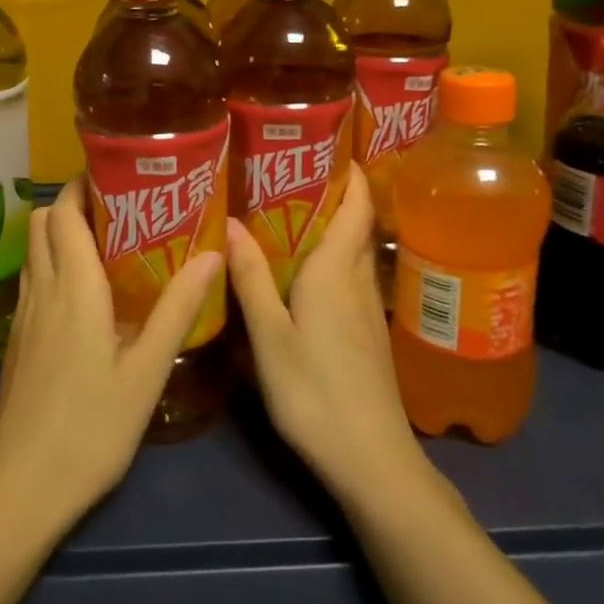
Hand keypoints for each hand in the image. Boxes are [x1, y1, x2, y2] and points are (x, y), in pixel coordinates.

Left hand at [0, 178, 223, 533]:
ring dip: (61, 232)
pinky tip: (87, 293)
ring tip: (109, 241)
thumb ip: (178, 308)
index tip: (116, 174)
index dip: (83, 184)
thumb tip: (212, 254)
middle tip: (120, 208)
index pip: (65, 212)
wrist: (23, 488)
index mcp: (74, 288)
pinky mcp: (17, 340)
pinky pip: (33, 280)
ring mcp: (23, 316)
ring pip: (35, 250)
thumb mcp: (146, 370)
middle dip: (73, 202)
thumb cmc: (92, 427)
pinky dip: (54, 264)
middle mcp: (42, 290)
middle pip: (43, 222)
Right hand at [227, 167, 425, 503]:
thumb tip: (231, 221)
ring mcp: (367, 311)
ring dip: (332, 227)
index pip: (356, 207)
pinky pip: (349, 279)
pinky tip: (304, 273)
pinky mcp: (367, 335)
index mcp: (335, 273)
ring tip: (289, 212)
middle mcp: (357, 282)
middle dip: (334, 194)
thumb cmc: (316, 393)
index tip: (331, 144)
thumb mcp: (271, 338)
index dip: (351, 173)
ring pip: (352, 254)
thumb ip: (252, 280)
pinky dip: (331, 260)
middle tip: (290, 172)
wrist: (372, 460)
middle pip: (355, 226)